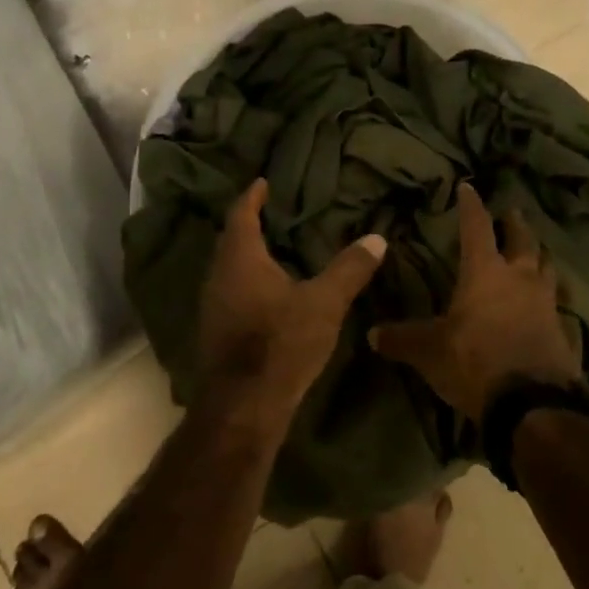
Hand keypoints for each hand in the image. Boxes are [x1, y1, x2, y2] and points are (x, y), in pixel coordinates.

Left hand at [196, 178, 386, 437]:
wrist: (244, 406)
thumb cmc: (281, 342)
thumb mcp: (324, 303)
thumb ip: (350, 269)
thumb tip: (376, 238)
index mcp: (240, 259)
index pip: (241, 215)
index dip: (252, 196)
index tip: (262, 182)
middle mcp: (218, 276)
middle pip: (231, 241)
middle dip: (250, 225)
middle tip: (273, 213)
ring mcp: (212, 306)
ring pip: (228, 269)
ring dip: (248, 256)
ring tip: (275, 250)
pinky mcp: (215, 332)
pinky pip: (230, 293)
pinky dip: (247, 283)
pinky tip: (268, 294)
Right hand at [368, 183, 581, 419]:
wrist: (533, 404)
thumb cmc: (475, 362)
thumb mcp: (429, 351)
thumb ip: (401, 339)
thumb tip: (372, 333)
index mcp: (485, 272)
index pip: (476, 227)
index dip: (471, 206)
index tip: (468, 187)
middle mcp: (519, 278)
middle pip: (523, 240)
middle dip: (515, 224)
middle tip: (512, 213)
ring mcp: (544, 302)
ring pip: (546, 267)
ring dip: (538, 256)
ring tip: (533, 253)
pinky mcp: (562, 329)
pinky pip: (555, 301)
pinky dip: (548, 294)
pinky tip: (543, 303)